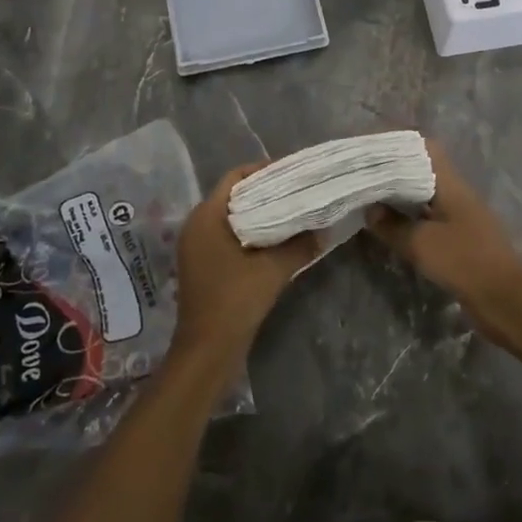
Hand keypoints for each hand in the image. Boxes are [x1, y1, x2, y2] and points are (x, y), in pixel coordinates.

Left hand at [171, 162, 317, 373]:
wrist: (207, 351)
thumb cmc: (234, 301)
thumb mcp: (273, 270)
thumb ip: (300, 245)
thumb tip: (324, 230)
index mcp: (206, 216)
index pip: (236, 177)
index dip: (264, 170)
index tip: (293, 172)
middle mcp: (196, 224)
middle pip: (233, 195)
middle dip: (265, 191)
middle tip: (297, 189)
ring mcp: (197, 246)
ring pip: (231, 216)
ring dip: (259, 213)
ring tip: (292, 211)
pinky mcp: (202, 264)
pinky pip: (227, 235)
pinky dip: (250, 232)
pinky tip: (276, 238)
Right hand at [364, 141, 521, 339]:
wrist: (506, 301)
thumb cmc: (464, 262)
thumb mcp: (421, 244)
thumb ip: (392, 225)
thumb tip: (370, 210)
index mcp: (450, 183)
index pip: (424, 147)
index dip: (397, 141)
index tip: (371, 144)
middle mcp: (455, 193)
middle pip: (421, 168)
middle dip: (393, 167)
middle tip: (363, 170)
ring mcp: (459, 215)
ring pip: (423, 193)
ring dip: (399, 193)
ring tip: (369, 193)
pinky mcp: (459, 237)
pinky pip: (427, 216)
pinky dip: (408, 215)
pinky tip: (389, 223)